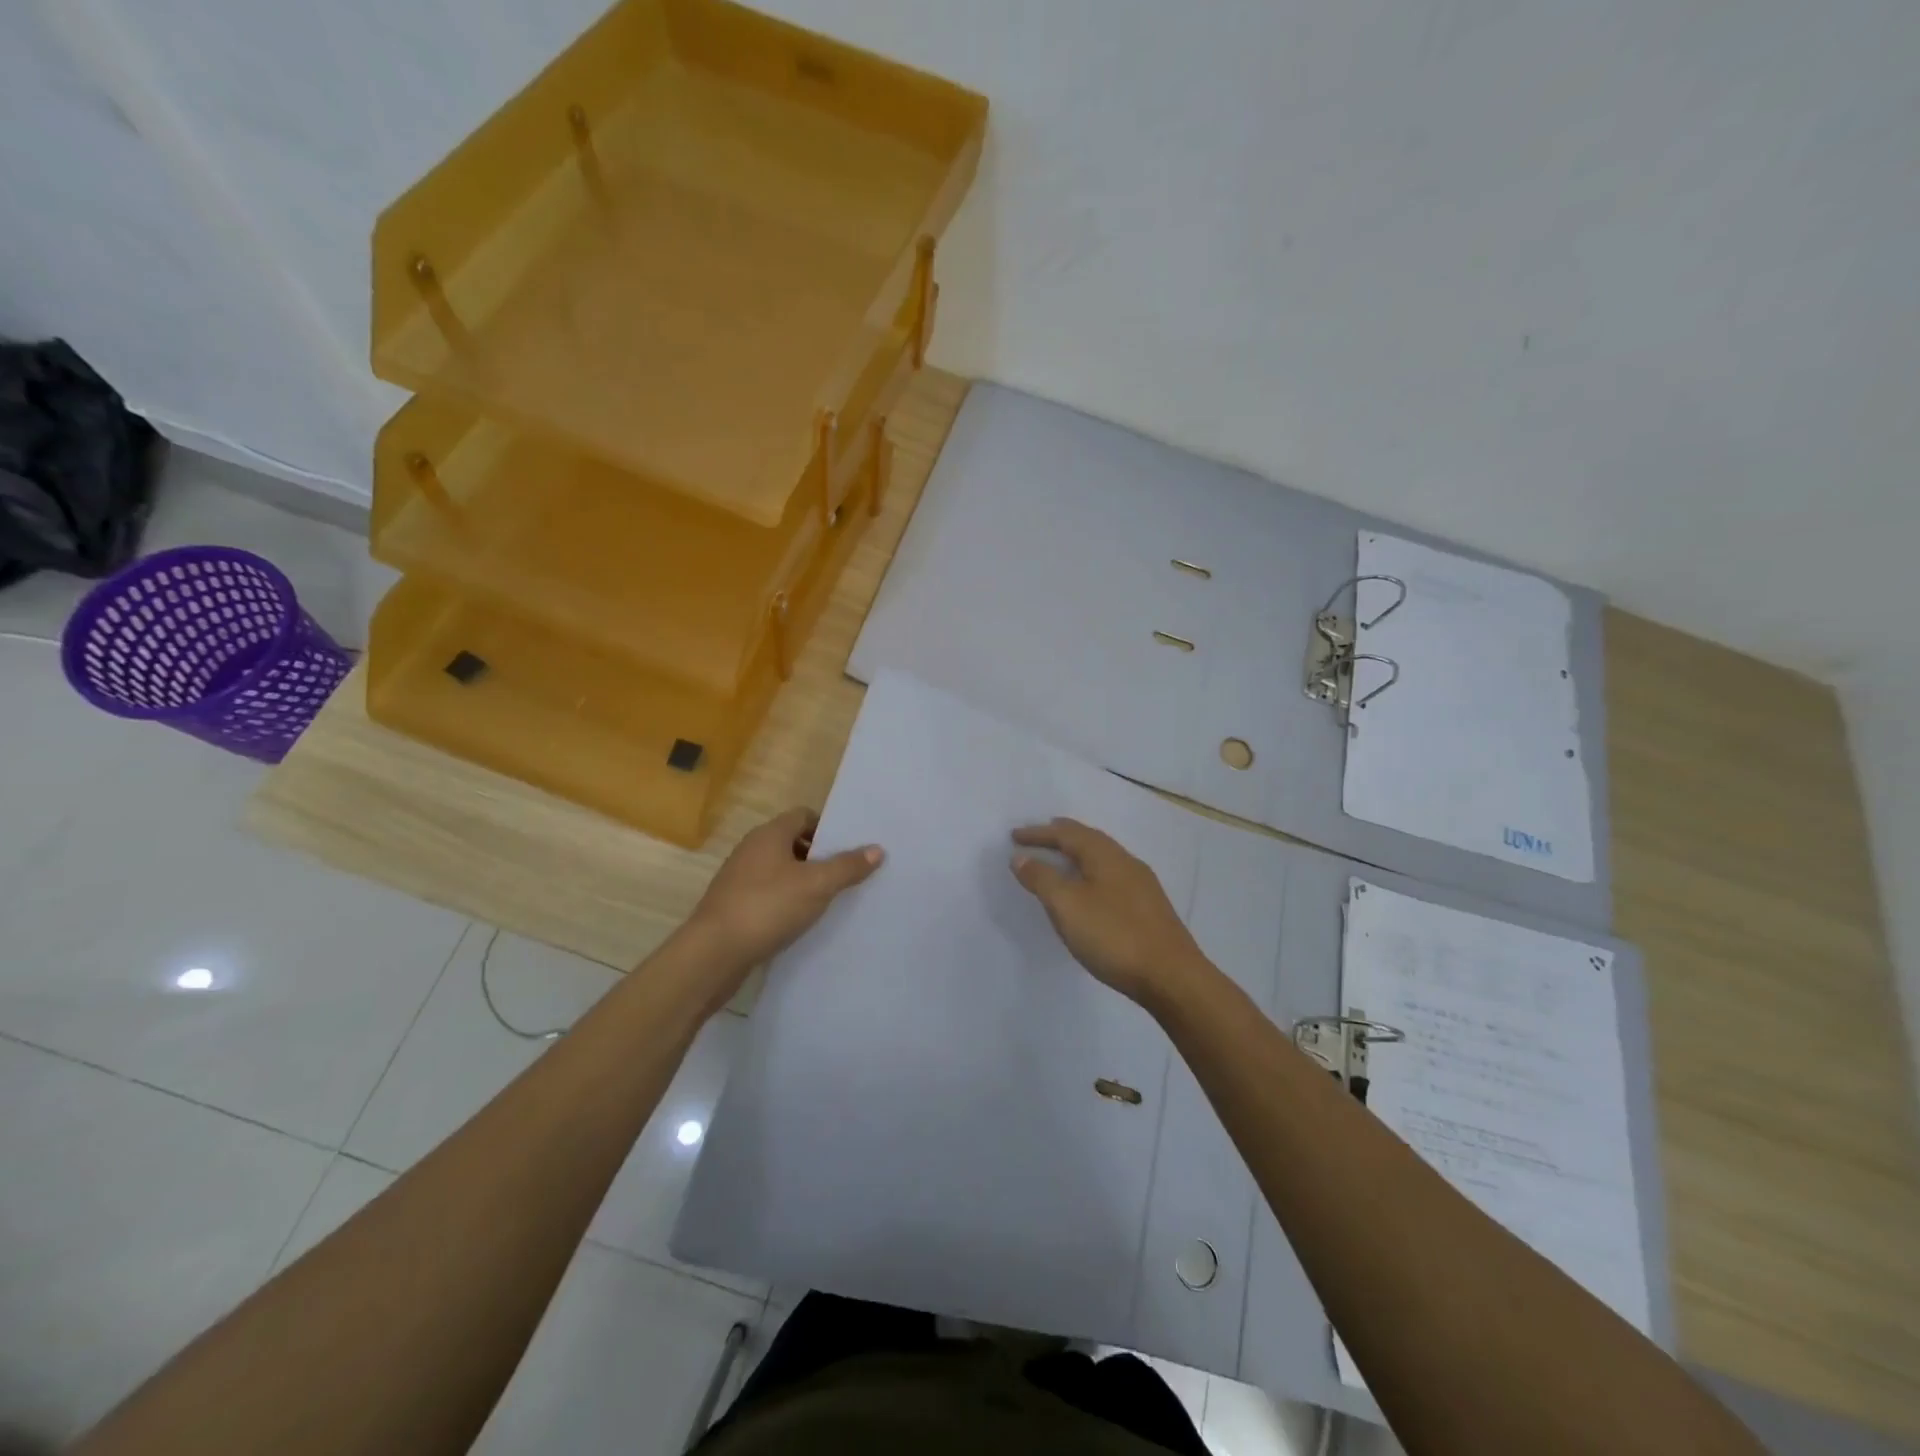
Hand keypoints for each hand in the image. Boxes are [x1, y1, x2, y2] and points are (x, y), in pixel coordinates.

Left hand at [685, 808, 883, 984]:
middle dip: (820, 856)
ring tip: (832, 899)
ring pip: (781, 870)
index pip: (803, 815)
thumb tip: (877, 849)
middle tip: (848, 874)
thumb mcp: (817, 885)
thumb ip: (848, 866)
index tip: (851, 847)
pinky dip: (787, 901)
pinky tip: (803, 920)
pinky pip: (769, 894)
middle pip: (793, 842)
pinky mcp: (735, 906)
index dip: (828, 828)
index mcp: (769, 834)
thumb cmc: (767, 907)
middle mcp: (752, 849)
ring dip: (804, 881)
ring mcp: (740, 878)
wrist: (713, 954)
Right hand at [1010, 817, 1213, 1012]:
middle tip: (1039, 836)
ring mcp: (1141, 885)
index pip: (1067, 834)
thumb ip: (1042, 878)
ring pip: (1103, 858)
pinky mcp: (1149, 908)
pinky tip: (1090, 891)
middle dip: (1061, 836)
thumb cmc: (1114, 936)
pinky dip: (1091, 873)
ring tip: (1061, 860)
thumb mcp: (1067, 906)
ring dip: (1078, 854)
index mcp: (1105, 856)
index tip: (1014, 836)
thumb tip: (1020, 855)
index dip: (1039, 834)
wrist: (1172, 977)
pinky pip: (1112, 876)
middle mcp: (1126, 862)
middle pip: (1089, 840)